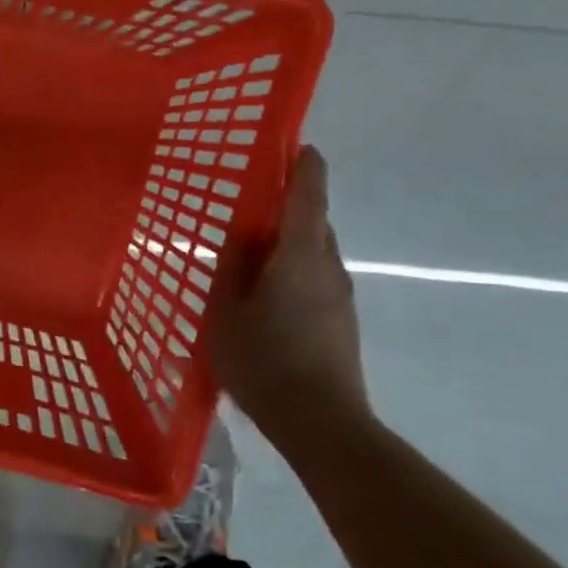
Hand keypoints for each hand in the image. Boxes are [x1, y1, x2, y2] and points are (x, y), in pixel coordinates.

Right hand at [204, 146, 370, 430]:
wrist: (320, 422)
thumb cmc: (263, 360)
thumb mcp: (225, 312)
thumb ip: (232, 267)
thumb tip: (242, 235)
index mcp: (299, 255)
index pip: (308, 196)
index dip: (305, 166)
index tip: (299, 145)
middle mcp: (328, 267)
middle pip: (313, 222)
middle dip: (290, 206)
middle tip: (254, 205)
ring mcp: (340, 296)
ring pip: (315, 253)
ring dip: (290, 242)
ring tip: (253, 253)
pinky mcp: (342, 321)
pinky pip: (316, 279)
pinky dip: (295, 270)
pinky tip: (267, 293)